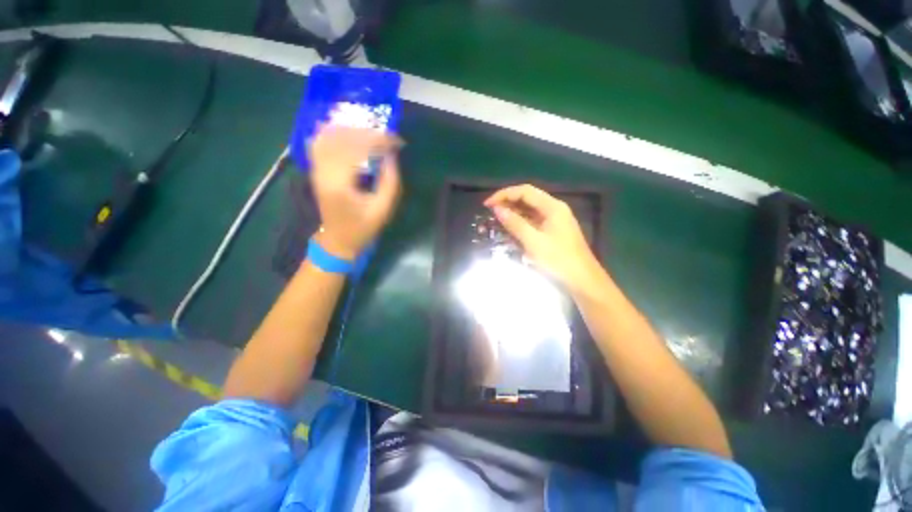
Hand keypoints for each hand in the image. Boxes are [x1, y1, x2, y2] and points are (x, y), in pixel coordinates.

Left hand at [307, 126, 401, 259]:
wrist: (338, 240)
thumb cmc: (363, 227)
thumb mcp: (383, 209)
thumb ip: (390, 182)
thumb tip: (391, 156)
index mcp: (341, 184)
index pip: (358, 149)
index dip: (378, 141)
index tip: (397, 141)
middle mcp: (324, 172)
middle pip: (342, 139)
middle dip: (367, 133)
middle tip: (387, 136)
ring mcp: (317, 170)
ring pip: (329, 137)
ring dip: (351, 130)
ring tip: (371, 132)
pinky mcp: (316, 171)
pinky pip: (319, 144)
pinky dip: (332, 134)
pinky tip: (345, 131)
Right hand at [484, 184, 602, 292]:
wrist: (582, 280)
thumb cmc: (559, 260)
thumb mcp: (533, 241)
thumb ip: (515, 223)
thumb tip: (497, 209)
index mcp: (552, 207)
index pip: (525, 191)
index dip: (504, 194)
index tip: (488, 204)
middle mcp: (554, 209)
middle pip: (528, 198)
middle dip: (507, 202)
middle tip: (489, 212)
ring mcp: (554, 220)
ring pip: (530, 210)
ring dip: (513, 212)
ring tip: (496, 219)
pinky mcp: (553, 231)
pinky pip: (533, 221)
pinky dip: (520, 222)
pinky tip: (510, 228)